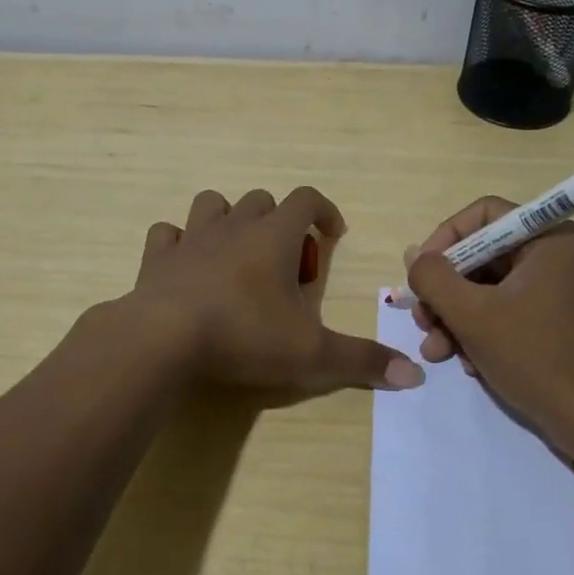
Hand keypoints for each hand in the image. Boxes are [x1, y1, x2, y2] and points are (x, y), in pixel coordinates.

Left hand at [123, 186, 425, 393]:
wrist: (165, 338)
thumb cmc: (245, 336)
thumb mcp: (313, 354)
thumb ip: (363, 362)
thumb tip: (415, 376)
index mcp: (275, 236)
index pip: (307, 199)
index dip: (324, 211)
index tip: (333, 235)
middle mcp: (235, 226)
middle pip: (262, 200)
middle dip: (279, 223)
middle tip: (285, 266)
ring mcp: (192, 238)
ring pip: (213, 204)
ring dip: (228, 220)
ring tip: (236, 257)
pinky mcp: (158, 258)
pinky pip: (167, 234)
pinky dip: (179, 243)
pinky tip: (186, 268)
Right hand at [404, 197, 573, 444]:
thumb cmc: (536, 357)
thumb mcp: (472, 315)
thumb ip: (434, 278)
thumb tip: (414, 254)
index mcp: (552, 238)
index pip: (485, 215)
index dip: (445, 239)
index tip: (421, 273)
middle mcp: (562, 255)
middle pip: (486, 255)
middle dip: (447, 291)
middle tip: (422, 320)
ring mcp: (565, 289)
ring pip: (493, 287)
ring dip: (459, 317)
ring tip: (437, 351)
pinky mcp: (563, 320)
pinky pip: (512, 309)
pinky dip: (485, 330)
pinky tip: (468, 363)